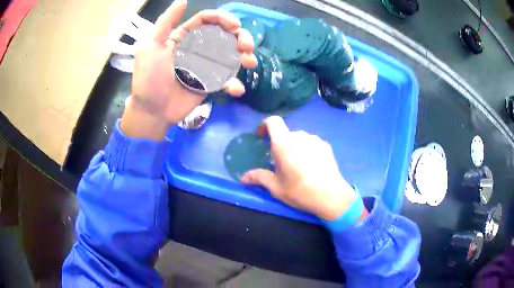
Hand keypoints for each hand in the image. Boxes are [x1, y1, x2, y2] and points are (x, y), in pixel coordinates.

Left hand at [121, 0, 256, 139]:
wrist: (152, 112)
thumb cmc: (149, 78)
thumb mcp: (151, 47)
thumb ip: (166, 22)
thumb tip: (183, 0)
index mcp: (184, 36)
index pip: (207, 20)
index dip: (223, 19)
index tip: (235, 26)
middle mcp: (197, 47)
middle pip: (224, 35)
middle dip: (240, 37)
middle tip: (247, 47)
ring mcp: (205, 66)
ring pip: (230, 55)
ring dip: (244, 56)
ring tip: (249, 62)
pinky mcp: (210, 83)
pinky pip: (226, 79)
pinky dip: (234, 83)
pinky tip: (236, 89)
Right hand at [241, 116, 362, 221]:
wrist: (331, 196)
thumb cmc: (300, 191)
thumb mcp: (276, 187)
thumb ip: (259, 178)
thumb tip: (243, 178)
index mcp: (284, 144)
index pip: (273, 121)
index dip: (264, 125)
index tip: (261, 137)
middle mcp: (300, 136)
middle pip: (286, 133)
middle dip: (280, 143)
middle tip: (279, 161)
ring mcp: (315, 140)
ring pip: (299, 138)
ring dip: (294, 147)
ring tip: (297, 165)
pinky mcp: (326, 146)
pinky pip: (311, 143)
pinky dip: (307, 149)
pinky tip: (311, 166)